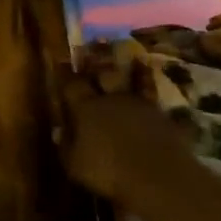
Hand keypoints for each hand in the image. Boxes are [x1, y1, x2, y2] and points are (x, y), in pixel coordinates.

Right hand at [60, 52, 214, 217]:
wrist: (158, 175)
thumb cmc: (108, 172)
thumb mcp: (75, 165)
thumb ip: (66, 145)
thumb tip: (59, 130)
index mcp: (86, 109)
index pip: (72, 85)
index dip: (65, 73)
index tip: (61, 59)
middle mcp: (112, 99)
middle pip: (103, 74)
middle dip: (97, 60)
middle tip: (95, 44)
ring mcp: (139, 104)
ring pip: (133, 79)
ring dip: (131, 68)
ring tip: (133, 56)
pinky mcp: (162, 115)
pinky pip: (153, 93)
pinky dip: (151, 83)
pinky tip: (153, 78)